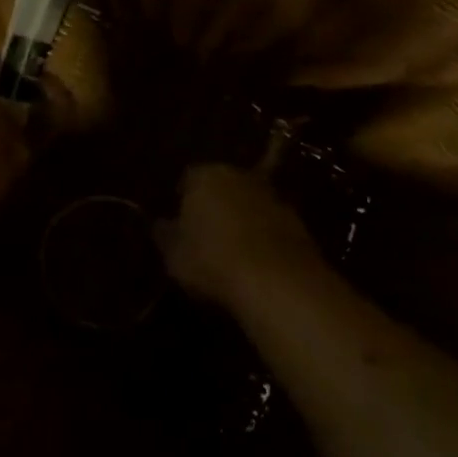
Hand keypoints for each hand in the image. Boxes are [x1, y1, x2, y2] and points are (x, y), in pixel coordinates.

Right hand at [157, 164, 324, 309]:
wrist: (277, 281)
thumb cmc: (212, 260)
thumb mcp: (174, 254)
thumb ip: (165, 235)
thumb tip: (160, 224)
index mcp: (204, 175)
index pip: (188, 179)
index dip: (182, 200)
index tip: (179, 223)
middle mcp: (239, 175)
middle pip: (222, 185)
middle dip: (214, 204)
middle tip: (204, 233)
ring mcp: (272, 196)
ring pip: (248, 203)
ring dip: (241, 219)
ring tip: (232, 250)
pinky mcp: (297, 221)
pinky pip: (270, 225)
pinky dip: (263, 237)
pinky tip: (256, 261)